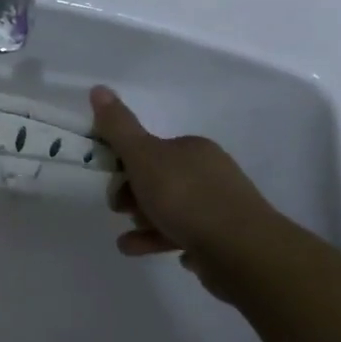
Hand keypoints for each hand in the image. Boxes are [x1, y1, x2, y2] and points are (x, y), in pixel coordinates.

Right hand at [89, 85, 291, 295]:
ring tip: (127, 244)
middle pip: (161, 181)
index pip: (152, 150)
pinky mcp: (228, 241)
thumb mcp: (143, 156)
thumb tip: (99, 88)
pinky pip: (190, 237)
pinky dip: (168, 241)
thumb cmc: (186, 198)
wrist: (242, 252)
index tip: (111, 181)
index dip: (126, 164)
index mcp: (193, 149)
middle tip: (121, 211)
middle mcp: (211, 174)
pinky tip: (159, 253)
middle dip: (135, 197)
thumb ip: (119, 127)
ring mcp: (223, 209)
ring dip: (146, 225)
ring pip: (174, 212)